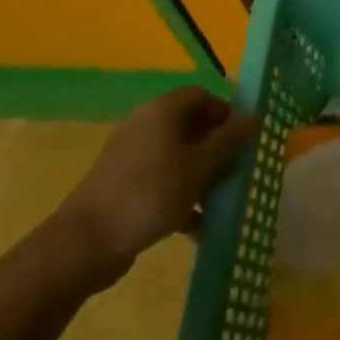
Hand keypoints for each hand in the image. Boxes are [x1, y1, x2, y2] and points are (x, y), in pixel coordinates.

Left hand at [56, 87, 257, 290]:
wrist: (85, 243)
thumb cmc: (150, 193)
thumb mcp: (200, 167)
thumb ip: (230, 141)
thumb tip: (254, 117)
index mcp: (162, 112)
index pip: (201, 95)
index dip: (225, 112)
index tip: (243, 138)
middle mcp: (145, 127)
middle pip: (190, 127)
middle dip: (217, 148)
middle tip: (237, 170)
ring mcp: (131, 158)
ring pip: (178, 158)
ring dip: (202, 176)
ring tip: (222, 201)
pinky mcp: (123, 187)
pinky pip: (162, 182)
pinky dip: (181, 198)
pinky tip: (198, 226)